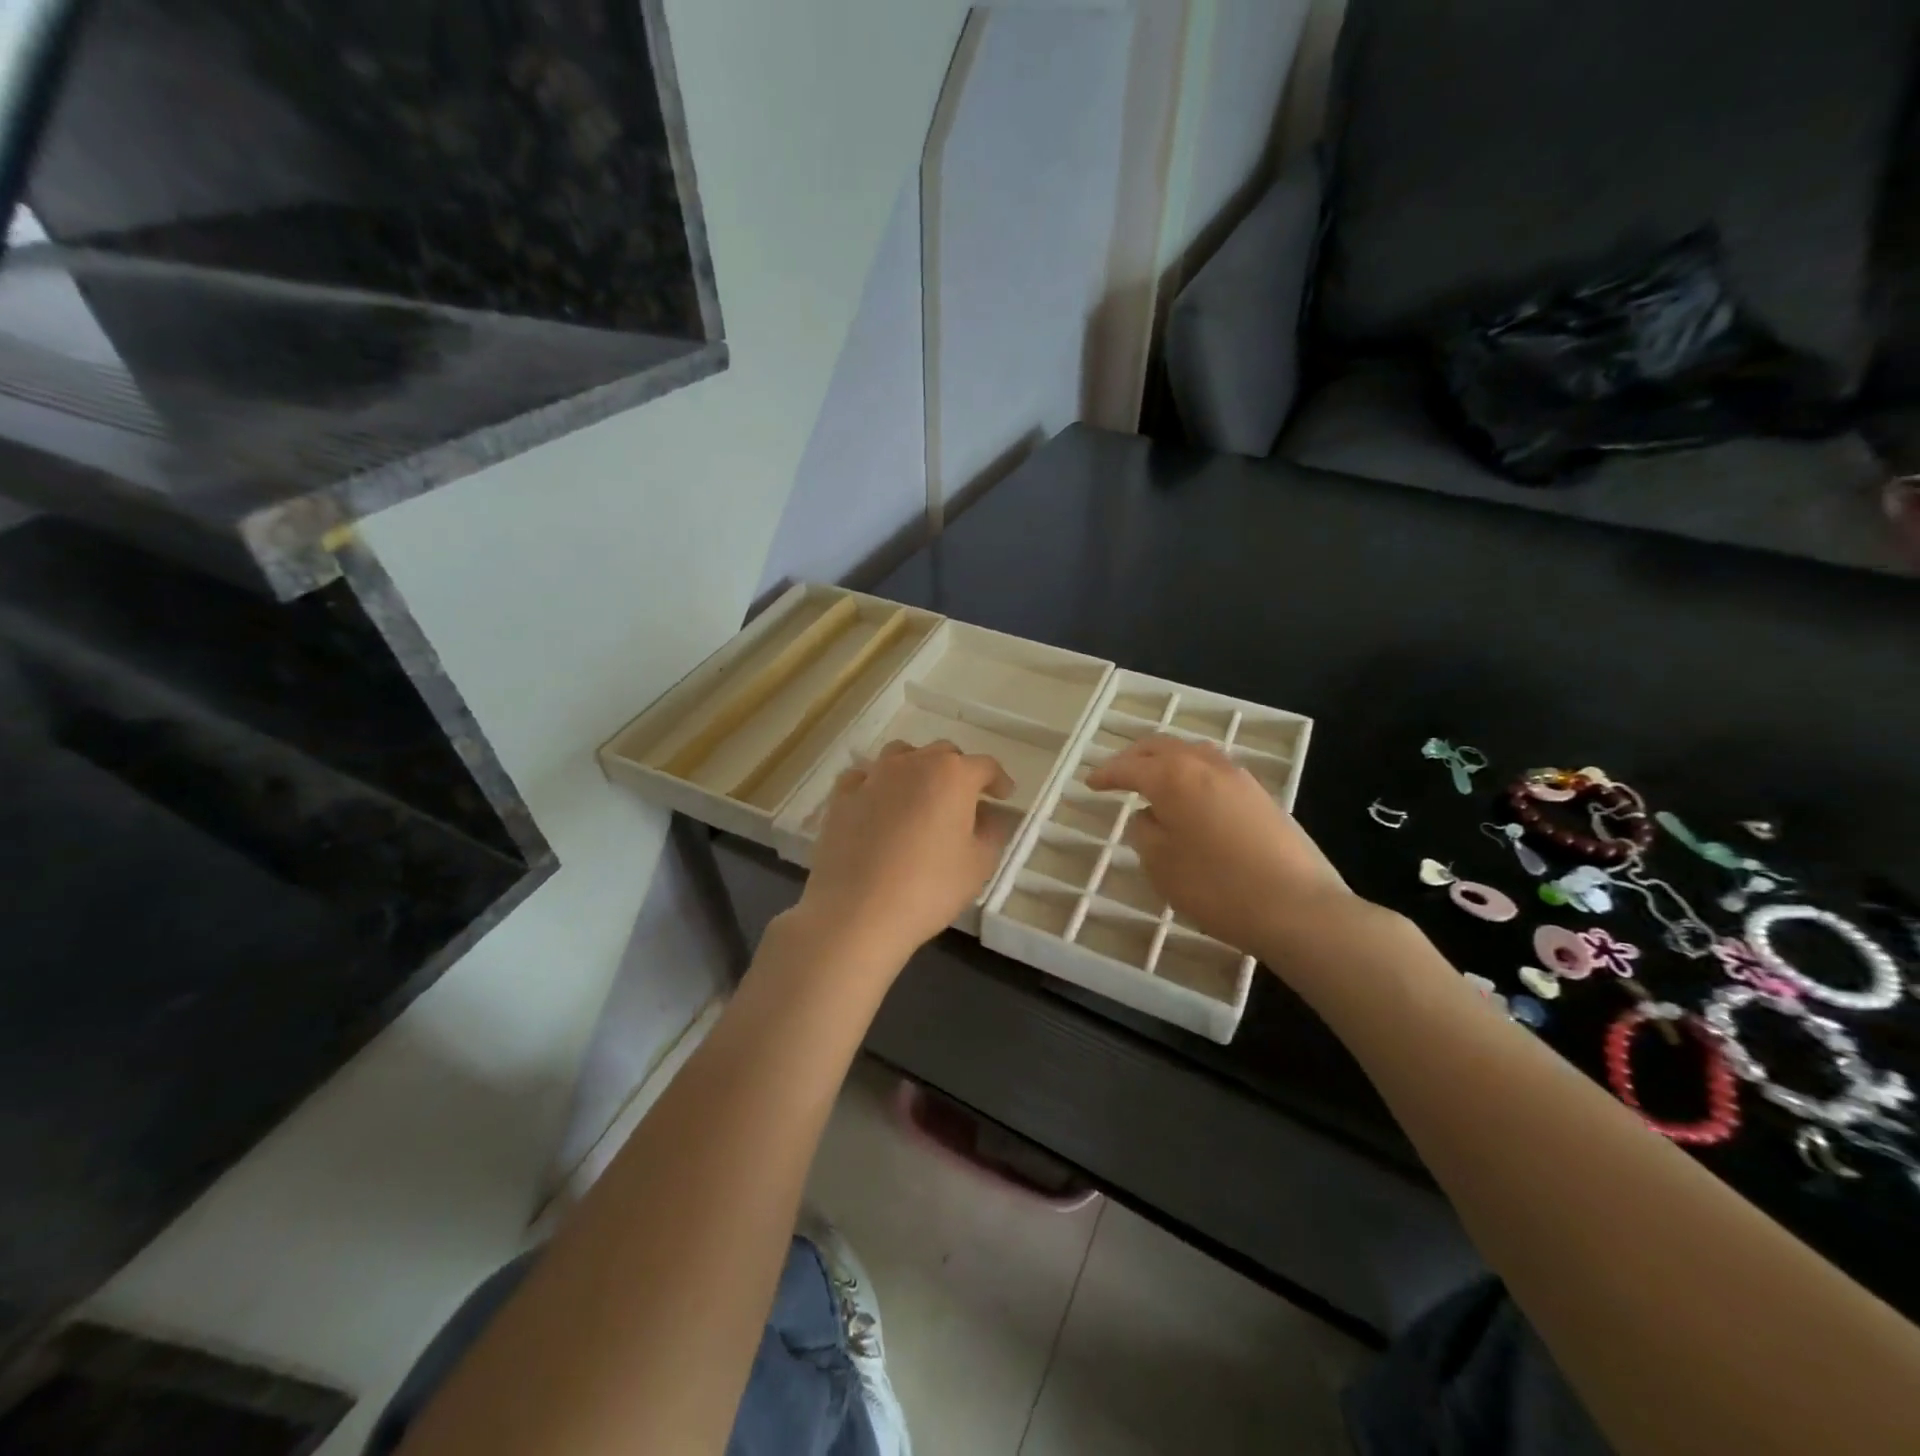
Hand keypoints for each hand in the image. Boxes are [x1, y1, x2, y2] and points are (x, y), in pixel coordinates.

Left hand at [795, 740, 1015, 968]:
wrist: (857, 913)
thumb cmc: (929, 888)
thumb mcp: (979, 864)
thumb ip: (991, 831)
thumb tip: (987, 815)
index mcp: (952, 775)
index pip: (984, 766)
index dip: (998, 780)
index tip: (1004, 795)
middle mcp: (912, 764)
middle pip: (942, 754)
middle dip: (959, 771)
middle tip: (965, 799)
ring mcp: (872, 777)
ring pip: (901, 756)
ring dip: (917, 768)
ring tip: (921, 794)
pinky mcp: (841, 797)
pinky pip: (864, 777)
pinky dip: (877, 784)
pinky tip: (878, 804)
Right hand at [1088, 735, 1351, 956]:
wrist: (1297, 908)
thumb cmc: (1217, 887)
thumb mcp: (1161, 865)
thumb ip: (1145, 832)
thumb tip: (1150, 816)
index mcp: (1174, 777)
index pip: (1130, 767)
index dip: (1107, 774)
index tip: (1090, 783)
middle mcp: (1206, 765)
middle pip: (1162, 747)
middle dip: (1134, 757)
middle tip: (1116, 773)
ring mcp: (1240, 778)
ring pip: (1193, 753)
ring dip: (1167, 761)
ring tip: (1153, 781)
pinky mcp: (1262, 796)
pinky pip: (1215, 771)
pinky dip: (1192, 774)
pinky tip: (1192, 798)